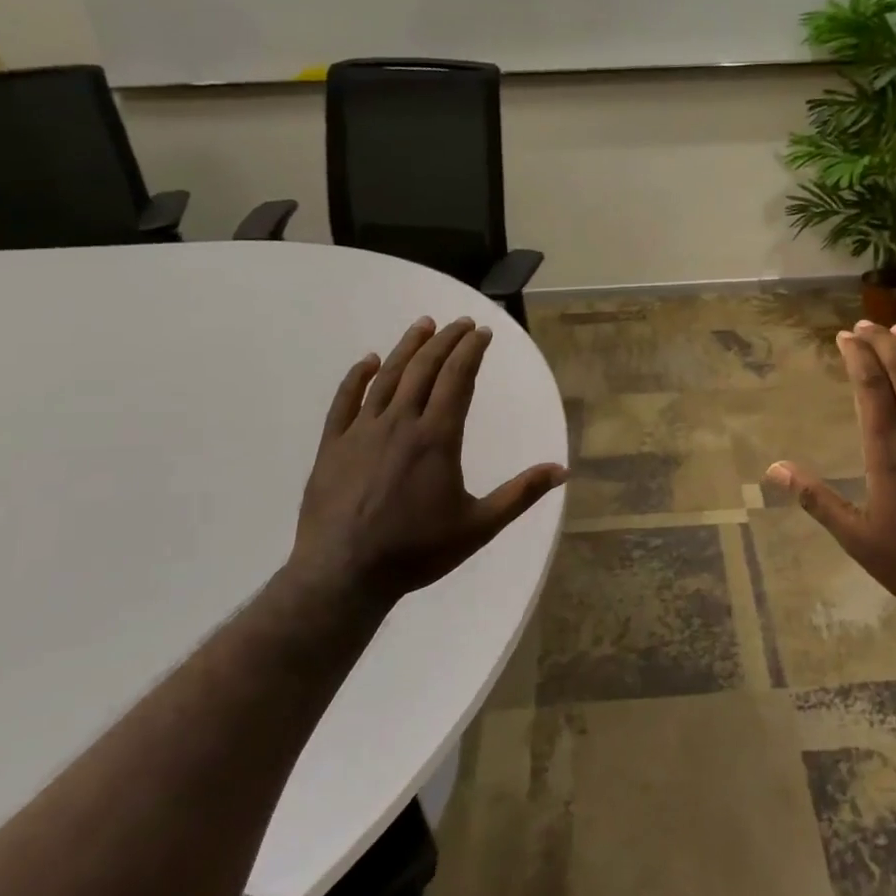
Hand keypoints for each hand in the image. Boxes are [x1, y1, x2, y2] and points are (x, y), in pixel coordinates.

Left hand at [282, 316, 566, 618]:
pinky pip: (344, 400)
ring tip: (423, 325)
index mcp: (436, 437)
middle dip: (445, 341)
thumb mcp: (479, 526)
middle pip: (424, 369)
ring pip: (386, 377)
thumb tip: (562, 470)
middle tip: (459, 322)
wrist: (344, 574)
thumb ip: (520, 494)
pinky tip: (367, 361)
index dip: (471, 351)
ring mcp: (362, 431)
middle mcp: (400, 423)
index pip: (458, 379)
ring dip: (406, 348)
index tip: (481, 331)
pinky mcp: (332, 445)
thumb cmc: (416, 550)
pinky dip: (356, 377)